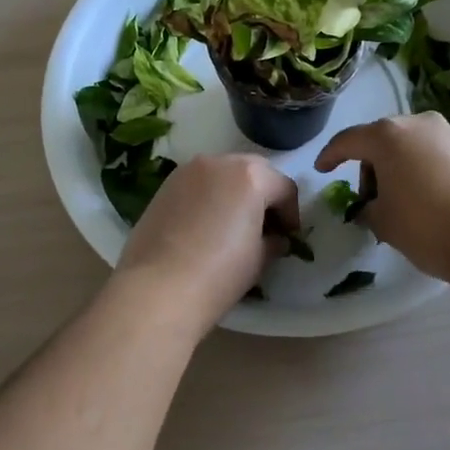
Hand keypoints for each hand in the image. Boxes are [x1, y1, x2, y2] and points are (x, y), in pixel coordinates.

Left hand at [113, 154, 299, 338]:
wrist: (158, 288)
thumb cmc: (219, 273)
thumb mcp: (259, 259)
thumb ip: (273, 240)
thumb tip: (275, 238)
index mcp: (251, 176)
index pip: (284, 187)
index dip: (291, 214)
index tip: (288, 237)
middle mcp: (221, 162)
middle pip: (254, 170)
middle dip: (264, 193)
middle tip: (265, 225)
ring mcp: (189, 170)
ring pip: (224, 172)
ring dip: (235, 190)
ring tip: (233, 223)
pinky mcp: (166, 184)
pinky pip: (199, 182)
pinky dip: (209, 195)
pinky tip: (205, 224)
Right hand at [314, 112, 449, 282]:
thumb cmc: (427, 226)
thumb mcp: (384, 222)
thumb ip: (368, 208)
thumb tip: (372, 206)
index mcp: (388, 135)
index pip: (348, 140)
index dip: (330, 155)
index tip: (321, 169)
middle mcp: (418, 124)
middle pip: (381, 140)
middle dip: (370, 167)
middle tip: (370, 200)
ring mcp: (449, 135)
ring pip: (410, 146)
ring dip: (398, 169)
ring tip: (401, 204)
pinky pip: (434, 156)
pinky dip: (423, 172)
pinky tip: (428, 201)